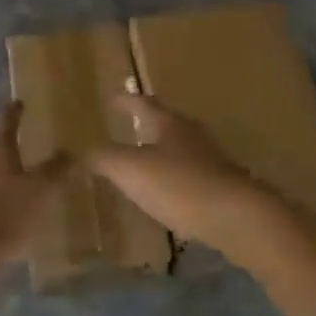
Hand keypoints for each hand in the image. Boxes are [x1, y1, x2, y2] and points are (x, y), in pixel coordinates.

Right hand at [88, 94, 278, 255]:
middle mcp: (191, 134)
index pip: (143, 103)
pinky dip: (176, 177)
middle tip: (128, 126)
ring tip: (145, 160)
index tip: (113, 97)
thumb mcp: (131, 170)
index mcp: (168, 123)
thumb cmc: (180, 185)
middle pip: (166, 122)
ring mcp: (211, 159)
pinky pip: (192, 173)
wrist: (239, 217)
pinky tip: (170, 193)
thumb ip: (103, 158)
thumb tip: (76, 148)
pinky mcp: (224, 185)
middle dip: (147, 123)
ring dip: (163, 150)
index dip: (126, 101)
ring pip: (181, 147)